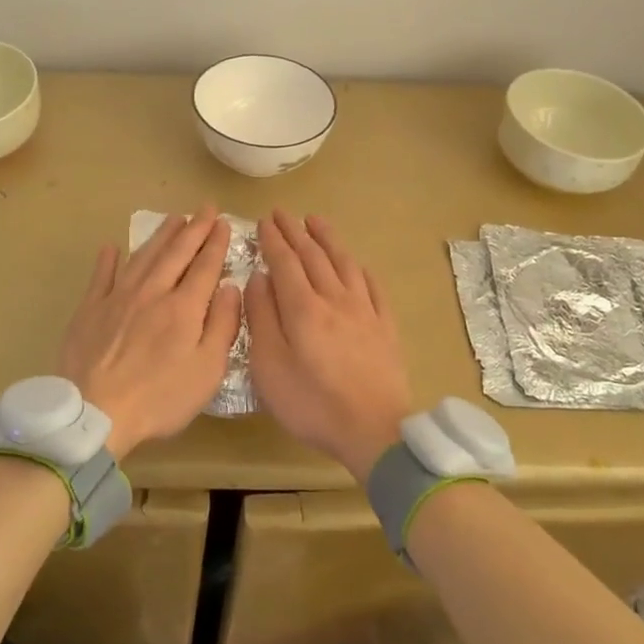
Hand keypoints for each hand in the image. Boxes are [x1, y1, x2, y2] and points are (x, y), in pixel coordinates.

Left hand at [58, 204, 242, 458]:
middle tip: (205, 208)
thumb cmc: (159, 398)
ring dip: (160, 235)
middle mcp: (152, 292)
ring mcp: (117, 297)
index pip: (205, 266)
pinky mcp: (90, 309)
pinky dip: (108, 259)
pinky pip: (101, 276)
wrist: (94, 412)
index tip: (223, 222)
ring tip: (174, 218)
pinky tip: (112, 247)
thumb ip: (223, 325)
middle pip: (176, 253)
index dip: (216, 242)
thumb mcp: (207, 371)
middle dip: (194, 228)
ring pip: (143, 257)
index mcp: (183, 307)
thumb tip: (230, 286)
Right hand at [246, 210, 413, 482]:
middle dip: (295, 232)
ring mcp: (364, 310)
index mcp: (302, 308)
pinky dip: (359, 268)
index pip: (285, 262)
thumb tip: (259, 278)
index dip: (273, 240)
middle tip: (282, 213)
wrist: (374, 430)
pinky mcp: (384, 326)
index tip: (264, 221)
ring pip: (343, 263)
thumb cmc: (312, 403)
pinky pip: (372, 286)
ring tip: (316, 221)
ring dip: (327, 239)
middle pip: (313, 256)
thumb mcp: (269, 366)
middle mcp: (334, 299)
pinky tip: (355, 263)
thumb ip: (262, 318)